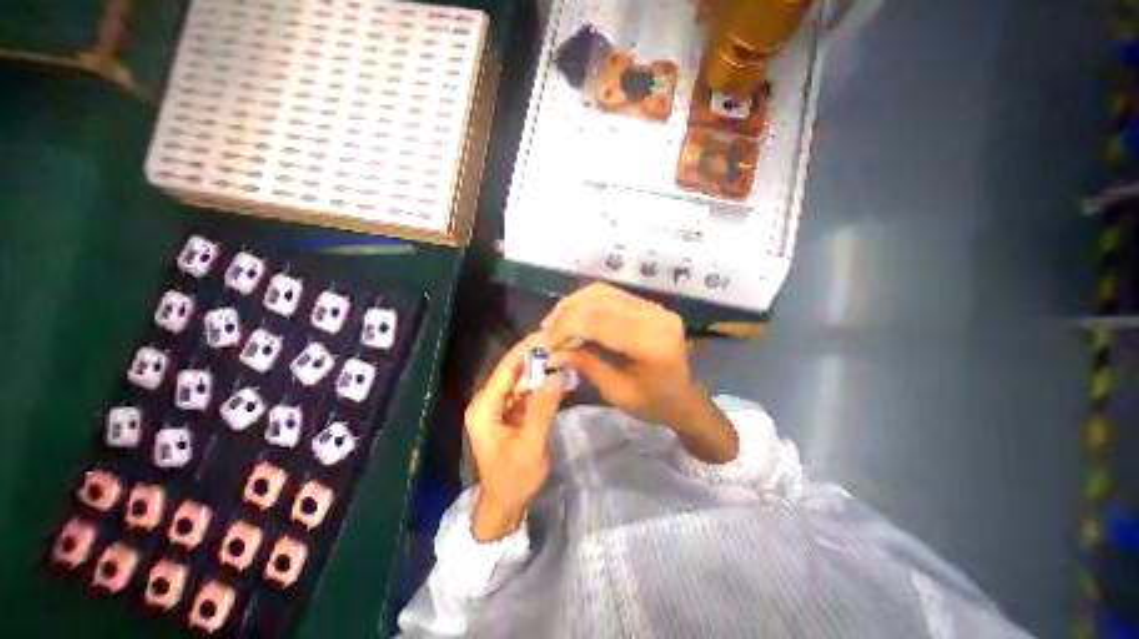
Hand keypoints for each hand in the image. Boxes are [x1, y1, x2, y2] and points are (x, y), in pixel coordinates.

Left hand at [466, 335, 565, 539]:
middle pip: (511, 371)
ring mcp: (497, 407)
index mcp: (484, 408)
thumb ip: (542, 410)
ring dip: (539, 369)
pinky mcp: (508, 413)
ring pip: (519, 380)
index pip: (505, 369)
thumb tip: (555, 376)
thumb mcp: (530, 445)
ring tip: (561, 355)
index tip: (546, 333)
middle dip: (534, 356)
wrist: (505, 504)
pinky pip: (524, 392)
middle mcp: (487, 402)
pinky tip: (556, 377)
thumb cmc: (514, 478)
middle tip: (559, 341)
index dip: (525, 350)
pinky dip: (540, 384)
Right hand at [542, 284, 738, 463]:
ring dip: (574, 304)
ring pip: (603, 292)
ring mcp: (654, 307)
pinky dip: (587, 301)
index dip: (567, 328)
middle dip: (567, 314)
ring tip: (555, 320)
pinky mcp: (649, 306)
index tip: (548, 343)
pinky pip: (612, 295)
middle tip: (547, 331)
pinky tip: (573, 314)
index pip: (599, 321)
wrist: (684, 398)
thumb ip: (585, 364)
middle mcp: (655, 316)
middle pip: (599, 302)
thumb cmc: (653, 404)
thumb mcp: (615, 391)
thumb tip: (553, 352)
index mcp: (651, 342)